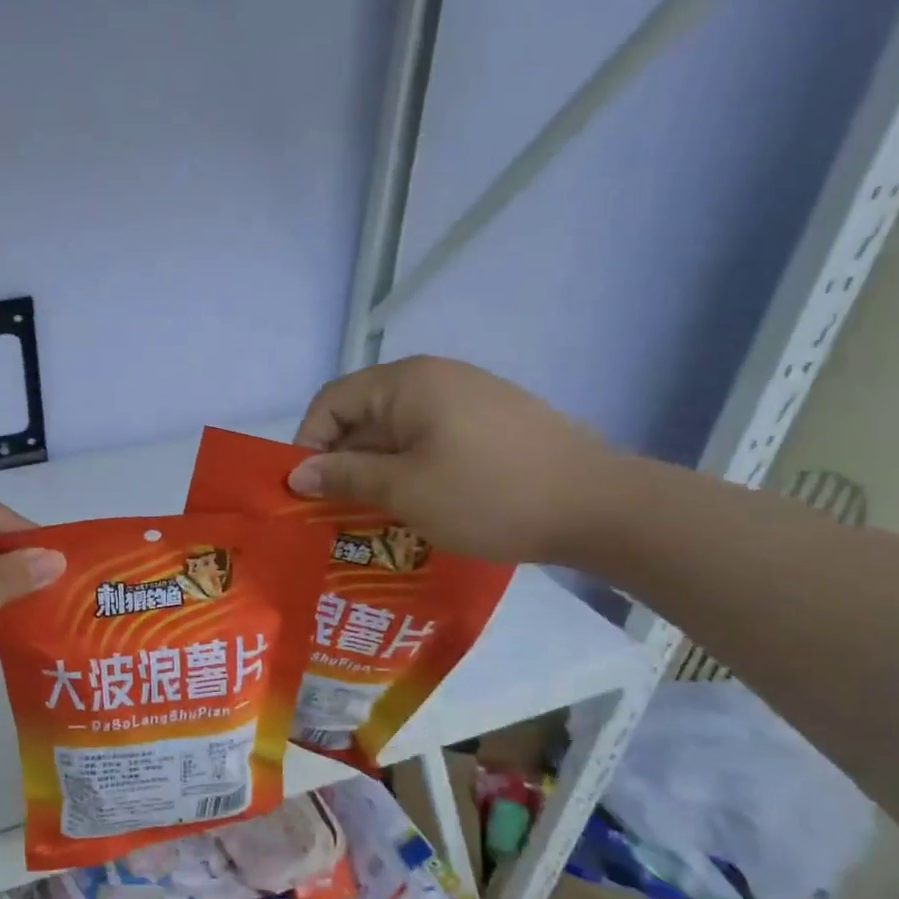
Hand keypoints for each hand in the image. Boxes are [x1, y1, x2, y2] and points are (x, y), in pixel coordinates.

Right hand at [289, 357, 619, 564]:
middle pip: (364, 416)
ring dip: (376, 472)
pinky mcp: (491, 425)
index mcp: (407, 382)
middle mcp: (435, 379)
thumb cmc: (489, 495)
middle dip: (342, 463)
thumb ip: (345, 477)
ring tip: (368, 519)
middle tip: (331, 514)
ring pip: (398, 433)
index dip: (308, 443)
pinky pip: (431, 442)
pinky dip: (411, 471)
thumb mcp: (405, 490)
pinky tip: (415, 508)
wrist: (601, 507)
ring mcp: (468, 400)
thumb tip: (297, 474)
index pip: (331, 401)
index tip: (305, 491)